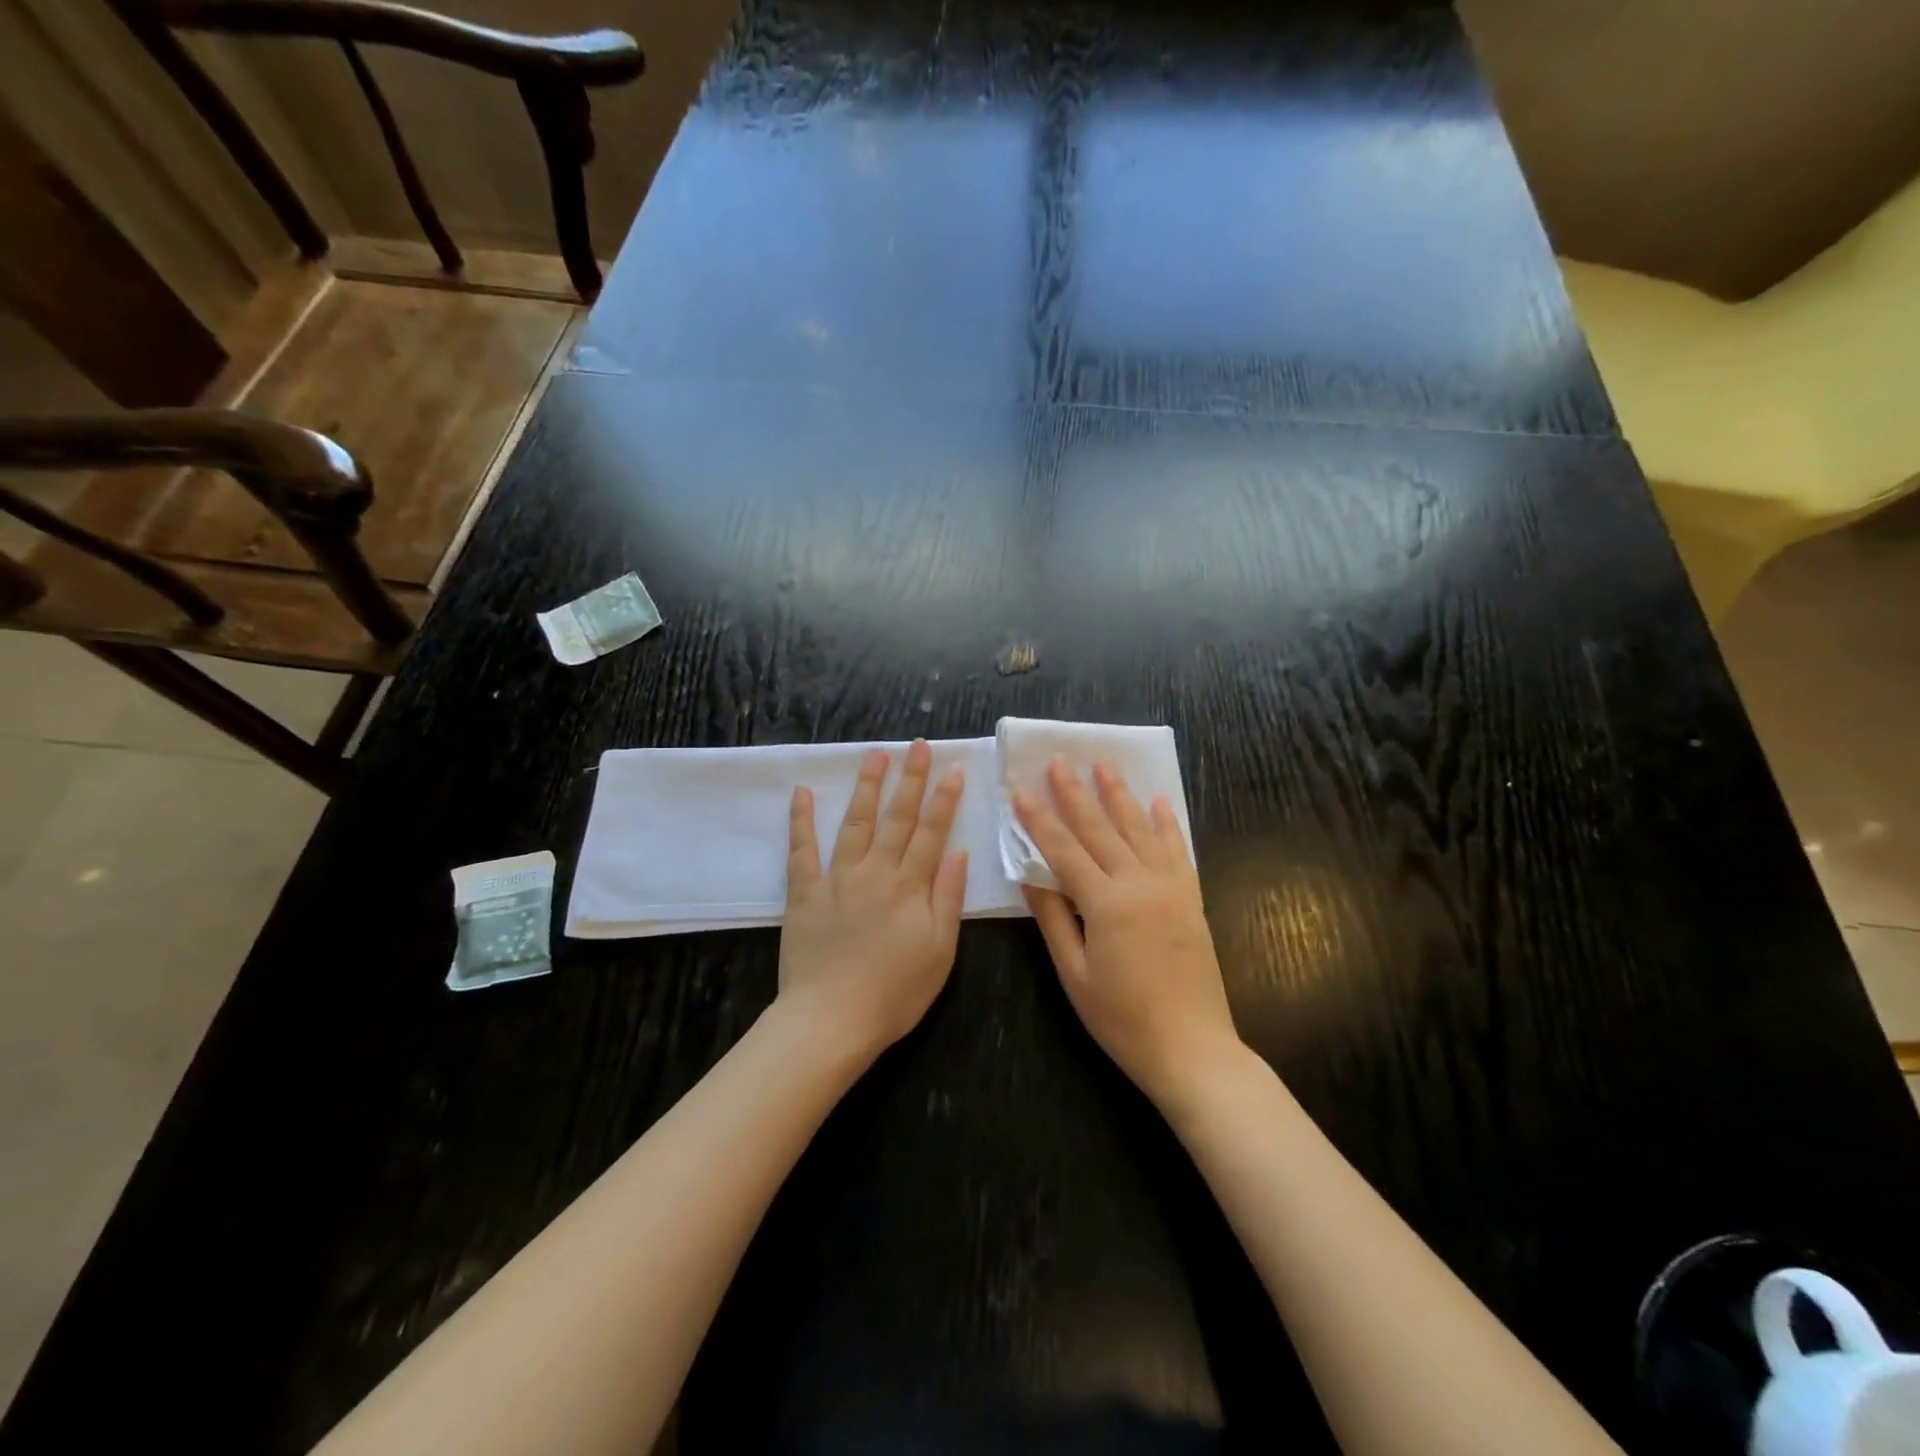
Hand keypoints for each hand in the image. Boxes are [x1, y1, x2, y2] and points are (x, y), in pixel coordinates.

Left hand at [780, 741, 968, 1059]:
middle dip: (910, 779)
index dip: (944, 799)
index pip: (931, 833)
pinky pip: (802, 850)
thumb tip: (958, 853)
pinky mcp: (804, 892)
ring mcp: (837, 879)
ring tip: (875, 754)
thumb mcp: (940, 952)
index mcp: (910, 888)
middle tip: (917, 745)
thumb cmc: (895, 993)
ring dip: (867, 787)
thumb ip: (948, 899)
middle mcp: (876, 872)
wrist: (832, 1021)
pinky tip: (804, 792)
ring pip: (855, 823)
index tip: (953, 768)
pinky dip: (802, 820)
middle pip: (897, 818)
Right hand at [1015, 758, 1238, 1108]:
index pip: (1064, 850)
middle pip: (1101, 830)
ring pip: (1140, 830)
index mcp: (1106, 904)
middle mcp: (1140, 885)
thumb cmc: (1123, 1020)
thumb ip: (1053, 920)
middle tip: (1058, 761)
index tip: (1020, 790)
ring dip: (1119, 796)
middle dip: (1075, 794)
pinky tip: (1159, 801)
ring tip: (1103, 765)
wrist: (1193, 1049)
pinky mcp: (1191, 899)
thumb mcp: (1075, 975)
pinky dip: (1168, 824)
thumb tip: (1030, 877)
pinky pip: (1179, 851)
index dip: (1039, 820)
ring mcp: (1171, 889)